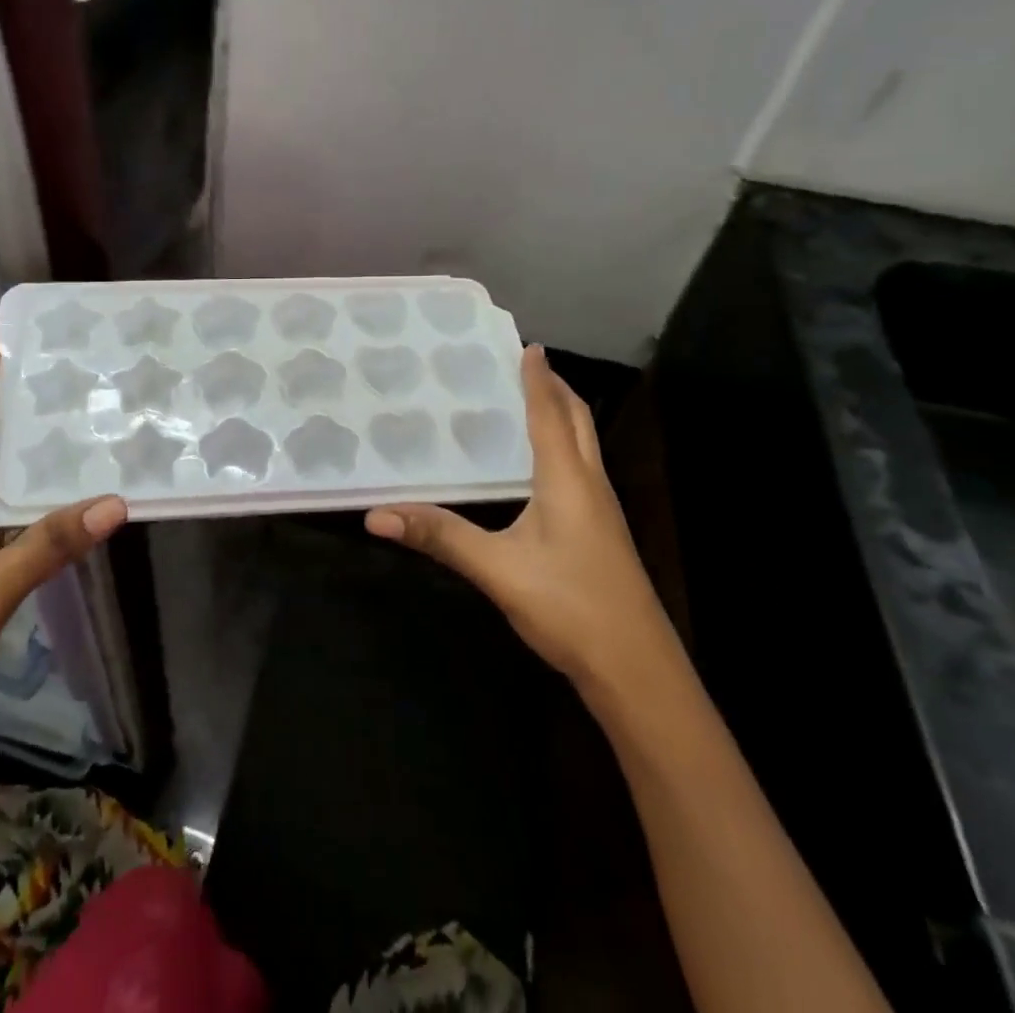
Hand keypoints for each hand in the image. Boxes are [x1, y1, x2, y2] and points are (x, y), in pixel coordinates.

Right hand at [366, 345, 676, 706]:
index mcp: (567, 479)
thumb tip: (377, 515)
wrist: (638, 670)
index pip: (550, 413)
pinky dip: (563, 445)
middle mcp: (590, 484)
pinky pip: (581, 468)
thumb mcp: (497, 570)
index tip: (527, 343)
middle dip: (555, 388)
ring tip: (529, 401)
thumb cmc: (570, 606)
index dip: (538, 377)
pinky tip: (539, 466)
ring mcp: (602, 510)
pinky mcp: (602, 532)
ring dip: (562, 414)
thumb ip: (439, 537)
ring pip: (584, 444)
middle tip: (524, 365)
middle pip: (577, 420)